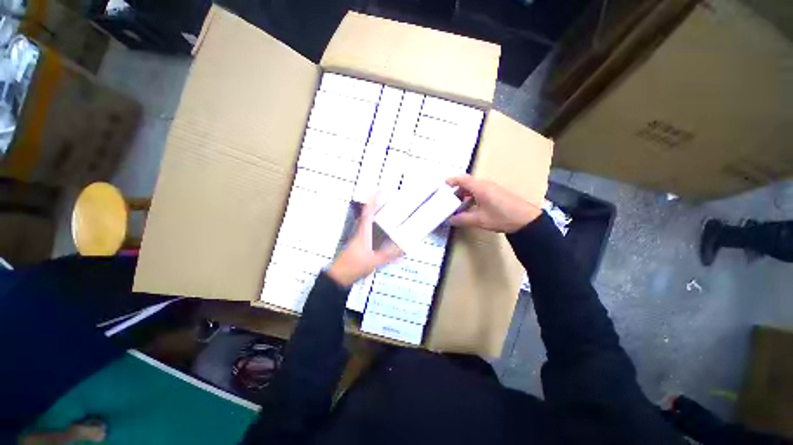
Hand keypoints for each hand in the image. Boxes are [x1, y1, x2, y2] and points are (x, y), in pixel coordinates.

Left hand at [327, 198, 402, 286]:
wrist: (341, 275)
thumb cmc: (355, 265)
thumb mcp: (375, 260)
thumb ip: (390, 255)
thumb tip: (403, 249)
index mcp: (364, 231)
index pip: (369, 211)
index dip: (374, 199)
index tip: (380, 190)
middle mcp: (361, 231)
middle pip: (368, 214)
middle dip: (377, 205)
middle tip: (387, 200)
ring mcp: (359, 237)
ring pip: (369, 222)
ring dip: (377, 216)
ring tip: (388, 214)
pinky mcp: (360, 243)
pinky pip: (369, 231)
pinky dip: (376, 229)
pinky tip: (383, 234)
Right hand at [446, 175, 540, 232]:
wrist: (527, 220)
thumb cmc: (501, 217)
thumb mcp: (479, 220)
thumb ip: (462, 219)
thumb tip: (449, 220)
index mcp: (480, 187)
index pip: (462, 179)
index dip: (451, 181)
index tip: (442, 186)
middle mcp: (485, 185)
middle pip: (467, 183)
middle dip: (456, 191)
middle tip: (447, 200)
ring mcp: (492, 189)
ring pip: (473, 189)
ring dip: (464, 196)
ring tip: (456, 207)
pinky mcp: (496, 194)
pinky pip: (480, 192)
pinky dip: (472, 198)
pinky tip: (469, 209)